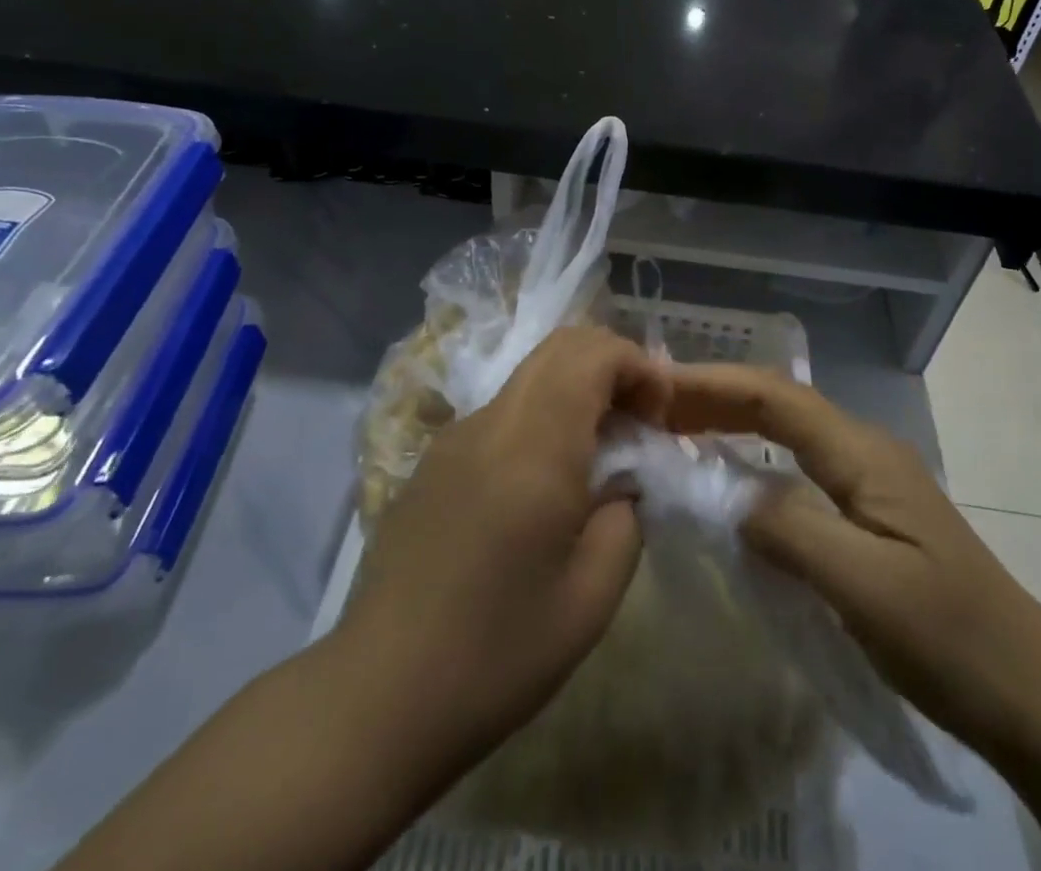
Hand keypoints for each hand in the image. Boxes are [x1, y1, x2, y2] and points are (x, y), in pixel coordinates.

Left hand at [337, 325, 671, 776]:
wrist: (379, 694)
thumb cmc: (497, 651)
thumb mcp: (592, 596)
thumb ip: (624, 517)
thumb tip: (621, 482)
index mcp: (534, 445)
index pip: (591, 353)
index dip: (639, 366)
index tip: (661, 416)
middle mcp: (491, 421)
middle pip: (559, 347)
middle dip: (611, 367)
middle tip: (639, 424)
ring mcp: (454, 436)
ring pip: (529, 374)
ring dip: (575, 390)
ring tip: (598, 453)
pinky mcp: (433, 460)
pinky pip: (501, 410)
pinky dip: (541, 415)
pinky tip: (544, 482)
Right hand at [665, 361, 1040, 756]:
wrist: (1033, 694)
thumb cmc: (950, 638)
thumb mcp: (865, 587)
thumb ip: (790, 528)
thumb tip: (725, 492)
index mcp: (863, 454)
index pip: (775, 397)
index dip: (713, 385)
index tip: (656, 389)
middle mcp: (863, 450)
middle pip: (778, 403)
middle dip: (715, 395)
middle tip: (653, 406)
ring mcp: (868, 480)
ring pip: (786, 431)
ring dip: (730, 420)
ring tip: (675, 427)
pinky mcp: (867, 512)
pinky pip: (795, 466)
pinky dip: (751, 457)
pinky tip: (727, 476)